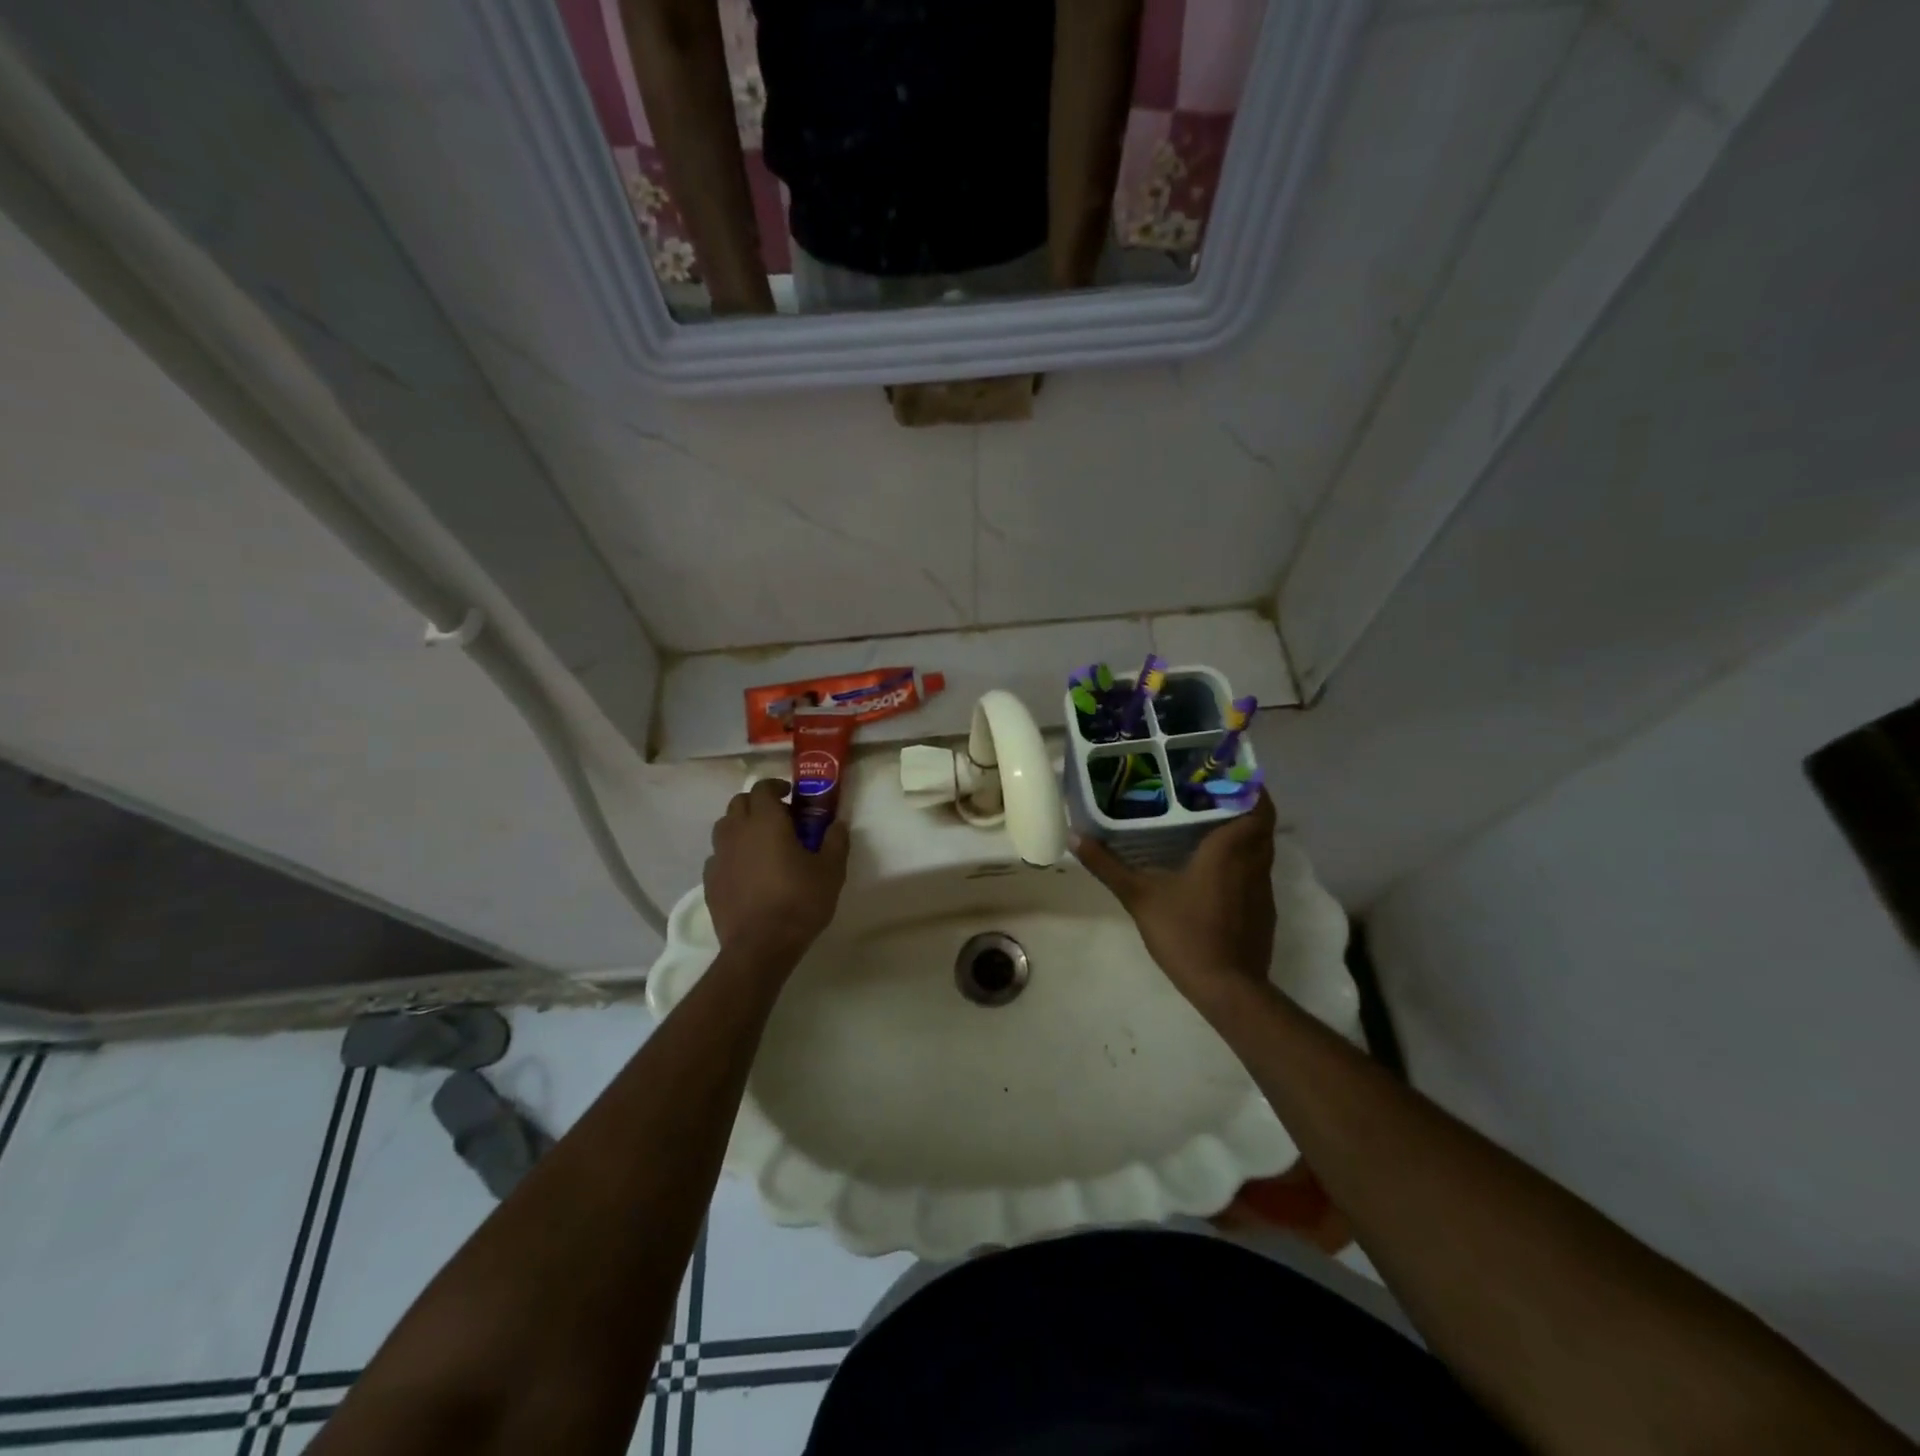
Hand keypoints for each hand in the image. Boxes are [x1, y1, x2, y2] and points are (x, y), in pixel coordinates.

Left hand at [703, 780, 848, 964]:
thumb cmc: (799, 901)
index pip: (763, 787)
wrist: (760, 946)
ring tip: (760, 843)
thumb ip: (836, 841)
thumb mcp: (831, 870)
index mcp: (766, 822)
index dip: (776, 786)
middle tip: (779, 818)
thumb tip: (837, 824)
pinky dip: (731, 855)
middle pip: (739, 802)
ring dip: (741, 826)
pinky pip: (718, 857)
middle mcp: (737, 832)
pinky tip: (746, 871)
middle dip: (757, 803)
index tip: (791, 796)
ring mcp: (719, 857)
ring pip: (724, 827)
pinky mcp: (709, 882)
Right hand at [1073, 792, 1277, 1010]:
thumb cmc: (1185, 933)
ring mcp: (1262, 888)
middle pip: (1261, 822)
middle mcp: (1254, 862)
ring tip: (1207, 826)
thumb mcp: (1139, 897)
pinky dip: (1242, 861)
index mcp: (1229, 849)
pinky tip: (1213, 870)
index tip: (1222, 775)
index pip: (1256, 803)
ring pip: (1261, 848)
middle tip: (1207, 797)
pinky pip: (1257, 872)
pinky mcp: (1263, 910)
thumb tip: (1075, 837)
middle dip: (1241, 805)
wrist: (1227, 988)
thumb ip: (1108, 866)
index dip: (1247, 785)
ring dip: (1243, 833)